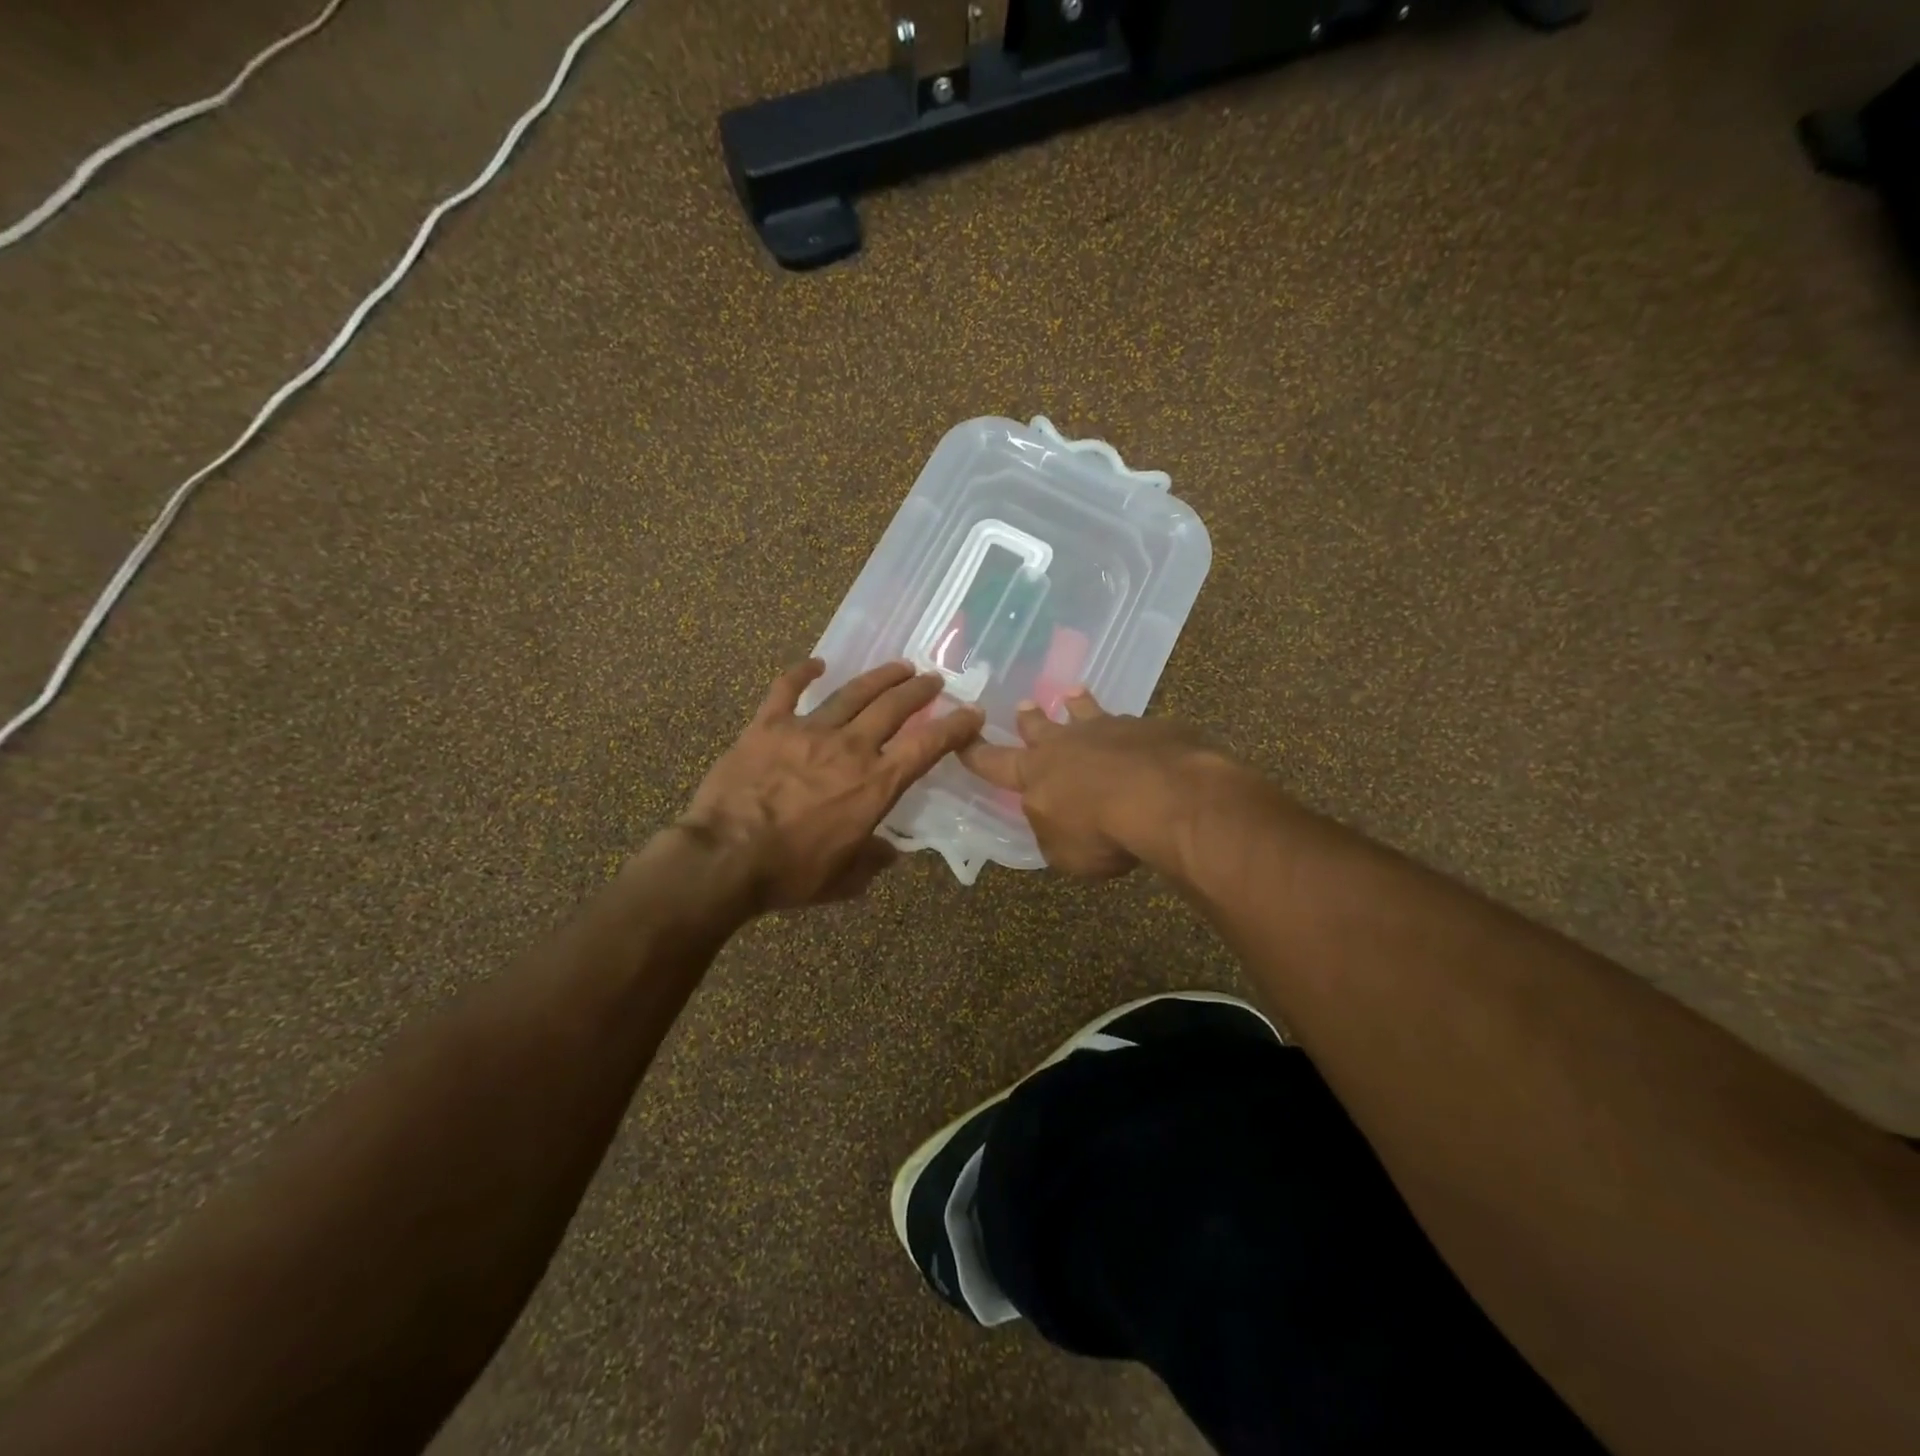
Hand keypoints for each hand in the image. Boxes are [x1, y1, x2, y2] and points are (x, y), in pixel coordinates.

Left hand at [681, 660, 983, 911]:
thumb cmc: (791, 872)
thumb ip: (874, 860)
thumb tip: (892, 852)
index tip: (971, 713)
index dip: (955, 727)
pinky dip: (802, 673)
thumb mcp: (845, 879)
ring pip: (852, 693)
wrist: (726, 858)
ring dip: (880, 677)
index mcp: (876, 783)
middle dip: (919, 691)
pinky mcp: (768, 725)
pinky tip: (817, 663)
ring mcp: (808, 731)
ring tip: (899, 666)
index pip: (927, 746)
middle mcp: (850, 747)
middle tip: (933, 680)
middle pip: (894, 707)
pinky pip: (787, 689)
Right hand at [959, 689, 1226, 877]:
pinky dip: (1133, 730)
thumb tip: (1055, 822)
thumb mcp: (1065, 853)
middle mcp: (1067, 744)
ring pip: (1087, 712)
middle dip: (1029, 718)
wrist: (1164, 796)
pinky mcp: (1150, 728)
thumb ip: (1053, 834)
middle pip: (1040, 726)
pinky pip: (1136, 726)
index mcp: (1036, 774)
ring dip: (1078, 704)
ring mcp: (1110, 730)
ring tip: (1074, 693)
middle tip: (1023, 706)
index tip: (962, 738)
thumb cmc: (1101, 832)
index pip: (994, 762)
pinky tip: (1144, 735)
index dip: (976, 753)